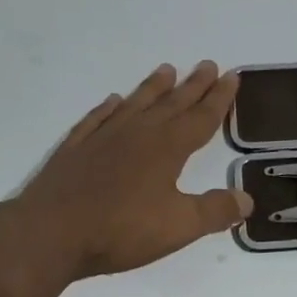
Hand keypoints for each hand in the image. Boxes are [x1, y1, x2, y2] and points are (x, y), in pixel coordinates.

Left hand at [0, 61, 251, 282]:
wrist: (49, 233)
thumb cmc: (121, 230)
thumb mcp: (178, 227)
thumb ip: (214, 211)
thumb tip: (246, 199)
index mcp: (167, 148)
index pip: (201, 118)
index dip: (219, 99)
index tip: (232, 76)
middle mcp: (137, 134)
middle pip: (171, 104)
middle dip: (193, 85)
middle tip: (207, 64)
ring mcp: (103, 138)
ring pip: (135, 104)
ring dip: (152, 87)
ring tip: (166, 69)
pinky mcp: (75, 149)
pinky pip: (97, 119)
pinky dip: (108, 108)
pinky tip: (112, 101)